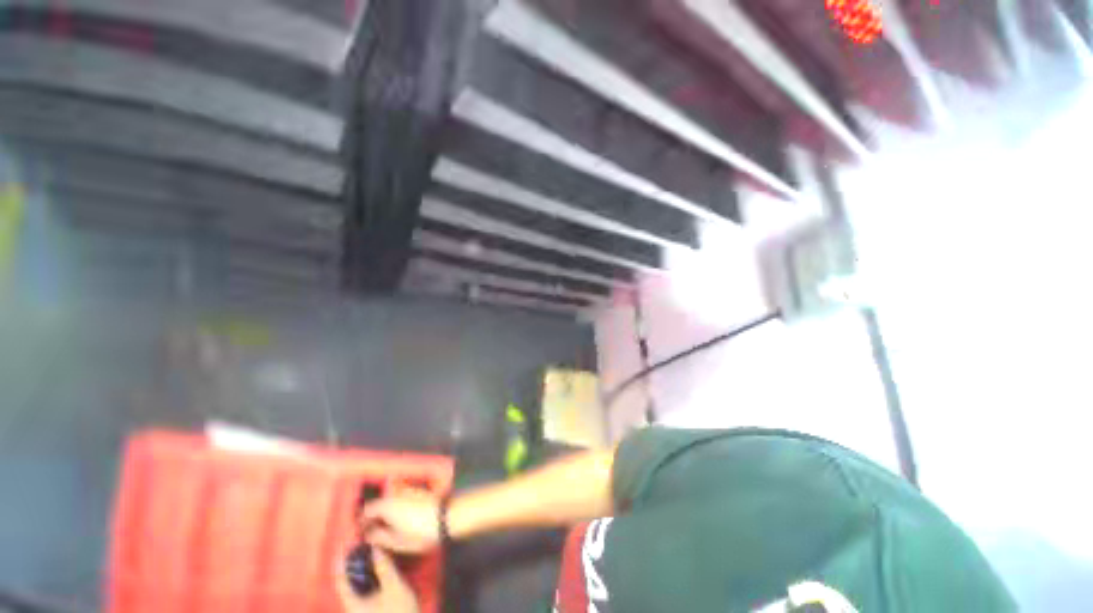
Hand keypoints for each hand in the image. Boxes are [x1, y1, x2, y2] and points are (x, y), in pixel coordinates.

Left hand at [335, 546, 419, 612]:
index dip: (340, 560)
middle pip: (347, 579)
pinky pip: (365, 586)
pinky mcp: (370, 606)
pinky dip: (369, 573)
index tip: (344, 542)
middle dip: (353, 560)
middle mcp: (353, 604)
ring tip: (371, 549)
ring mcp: (362, 606)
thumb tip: (375, 546)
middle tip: (362, 541)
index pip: (339, 579)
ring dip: (363, 566)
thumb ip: (384, 567)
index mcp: (352, 602)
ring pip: (356, 583)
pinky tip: (379, 565)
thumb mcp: (394, 587)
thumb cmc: (398, 610)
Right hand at [360, 490, 441, 553]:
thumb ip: (379, 537)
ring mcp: (409, 490)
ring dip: (386, 513)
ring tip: (386, 529)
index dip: (361, 523)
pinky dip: (397, 509)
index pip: (366, 511)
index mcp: (386, 505)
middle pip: (379, 504)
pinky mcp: (419, 491)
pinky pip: (402, 500)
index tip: (360, 534)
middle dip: (374, 518)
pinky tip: (401, 521)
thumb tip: (368, 535)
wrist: (448, 517)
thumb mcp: (397, 541)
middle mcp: (396, 493)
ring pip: (391, 502)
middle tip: (372, 534)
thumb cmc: (421, 533)